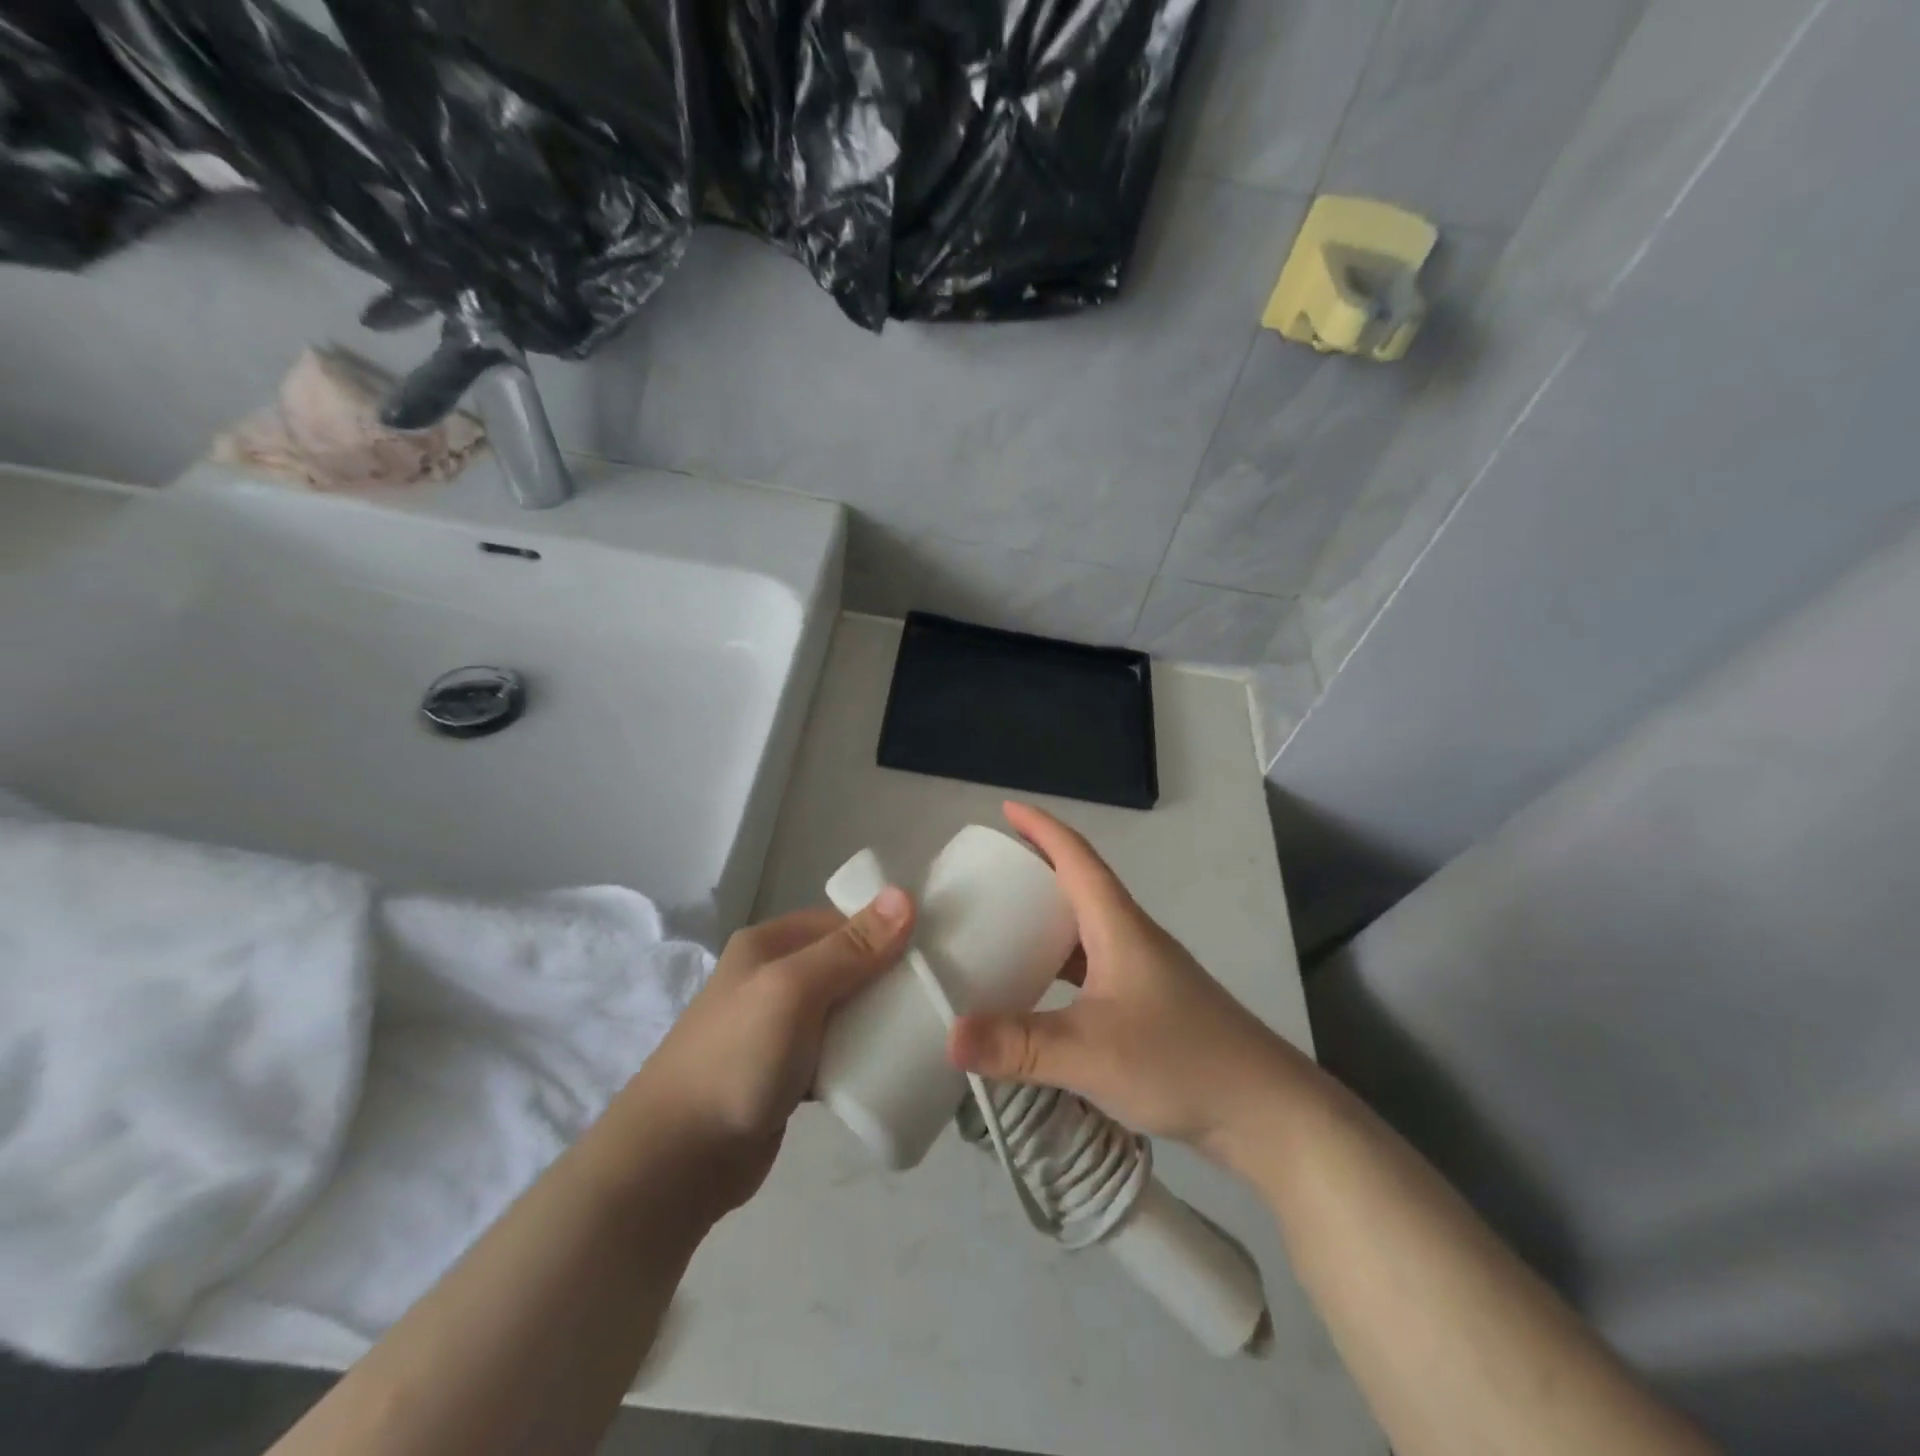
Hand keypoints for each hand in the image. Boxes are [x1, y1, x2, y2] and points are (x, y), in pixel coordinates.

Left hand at [622, 889, 913, 1216]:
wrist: (676, 1160)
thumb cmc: (737, 1058)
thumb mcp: (795, 990)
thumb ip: (851, 948)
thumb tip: (905, 895)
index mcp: (770, 944)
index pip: (842, 921)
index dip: (887, 930)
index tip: (936, 949)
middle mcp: (773, 977)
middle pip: (846, 964)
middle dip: (888, 977)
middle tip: (938, 994)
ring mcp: (778, 1027)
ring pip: (844, 1009)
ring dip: (878, 1018)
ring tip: (928, 1028)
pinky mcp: (786, 1073)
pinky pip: (836, 1050)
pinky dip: (862, 1054)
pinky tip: (894, 1064)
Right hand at [948, 803, 1302, 1168]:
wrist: (1264, 1111)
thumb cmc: (1180, 1060)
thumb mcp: (1089, 1052)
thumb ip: (1018, 1044)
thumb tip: (949, 1036)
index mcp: (1118, 926)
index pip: (1076, 857)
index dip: (1041, 828)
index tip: (1006, 810)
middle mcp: (1131, 937)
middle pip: (1080, 886)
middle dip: (1037, 870)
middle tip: (990, 875)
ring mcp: (1143, 972)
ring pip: (1086, 930)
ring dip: (1048, 921)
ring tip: (1005, 928)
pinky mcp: (1148, 1005)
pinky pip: (1092, 967)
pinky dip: (1060, 965)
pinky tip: (1041, 992)